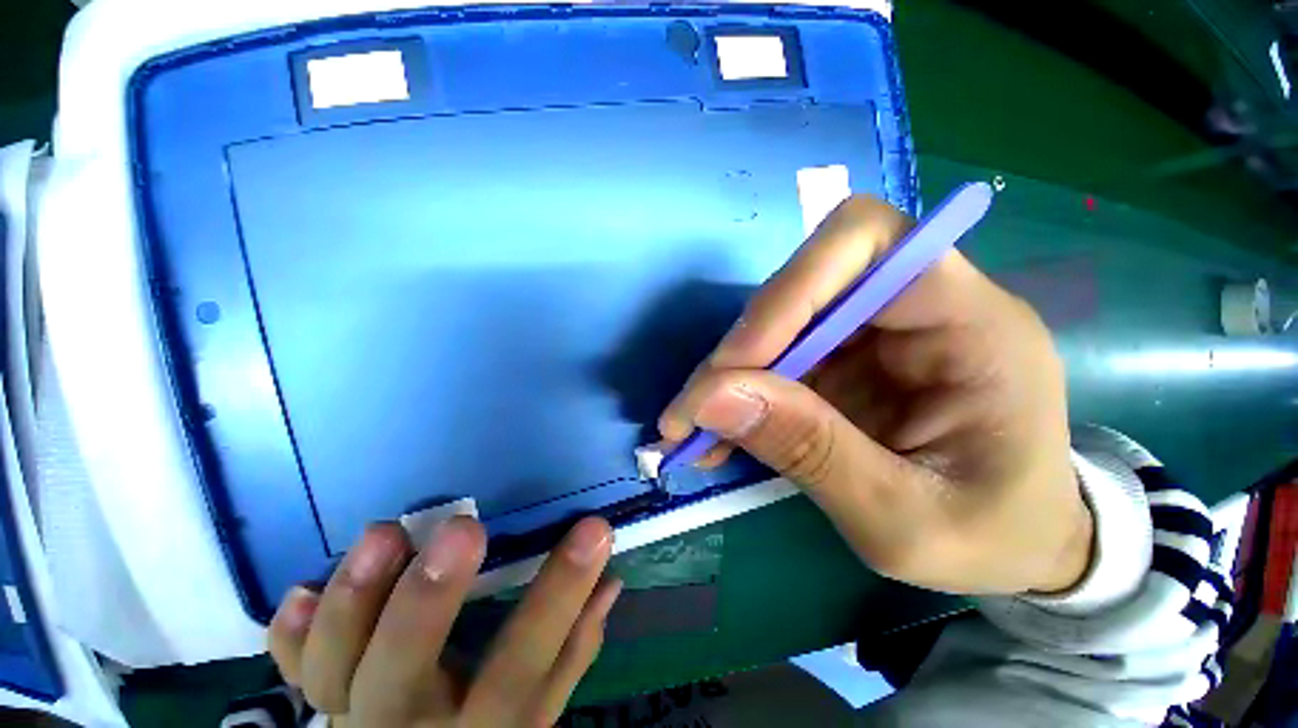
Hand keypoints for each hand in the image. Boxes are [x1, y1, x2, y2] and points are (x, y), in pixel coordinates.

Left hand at [268, 516, 620, 726]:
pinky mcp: (317, 703)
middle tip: (463, 529)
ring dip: (354, 602)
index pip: (528, 659)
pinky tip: (298, 594)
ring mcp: (351, 717)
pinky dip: (292, 638)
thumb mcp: (535, 714)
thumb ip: (571, 653)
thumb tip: (610, 584)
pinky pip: (292, 674)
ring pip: (333, 669)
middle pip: (408, 675)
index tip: (594, 530)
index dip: (561, 595)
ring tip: (386, 533)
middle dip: (429, 603)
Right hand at [659, 196, 1091, 595]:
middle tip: (696, 411)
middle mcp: (916, 310)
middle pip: (803, 283)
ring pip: (775, 322)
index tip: (740, 364)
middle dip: (742, 346)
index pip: (869, 243)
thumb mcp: (906, 522)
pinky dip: (736, 393)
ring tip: (695, 430)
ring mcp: (872, 334)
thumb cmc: (992, 540)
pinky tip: (716, 433)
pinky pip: (772, 357)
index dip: (791, 289)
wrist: (1016, 546)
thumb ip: (811, 452)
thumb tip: (712, 397)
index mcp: (973, 325)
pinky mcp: (841, 360)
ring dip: (727, 374)